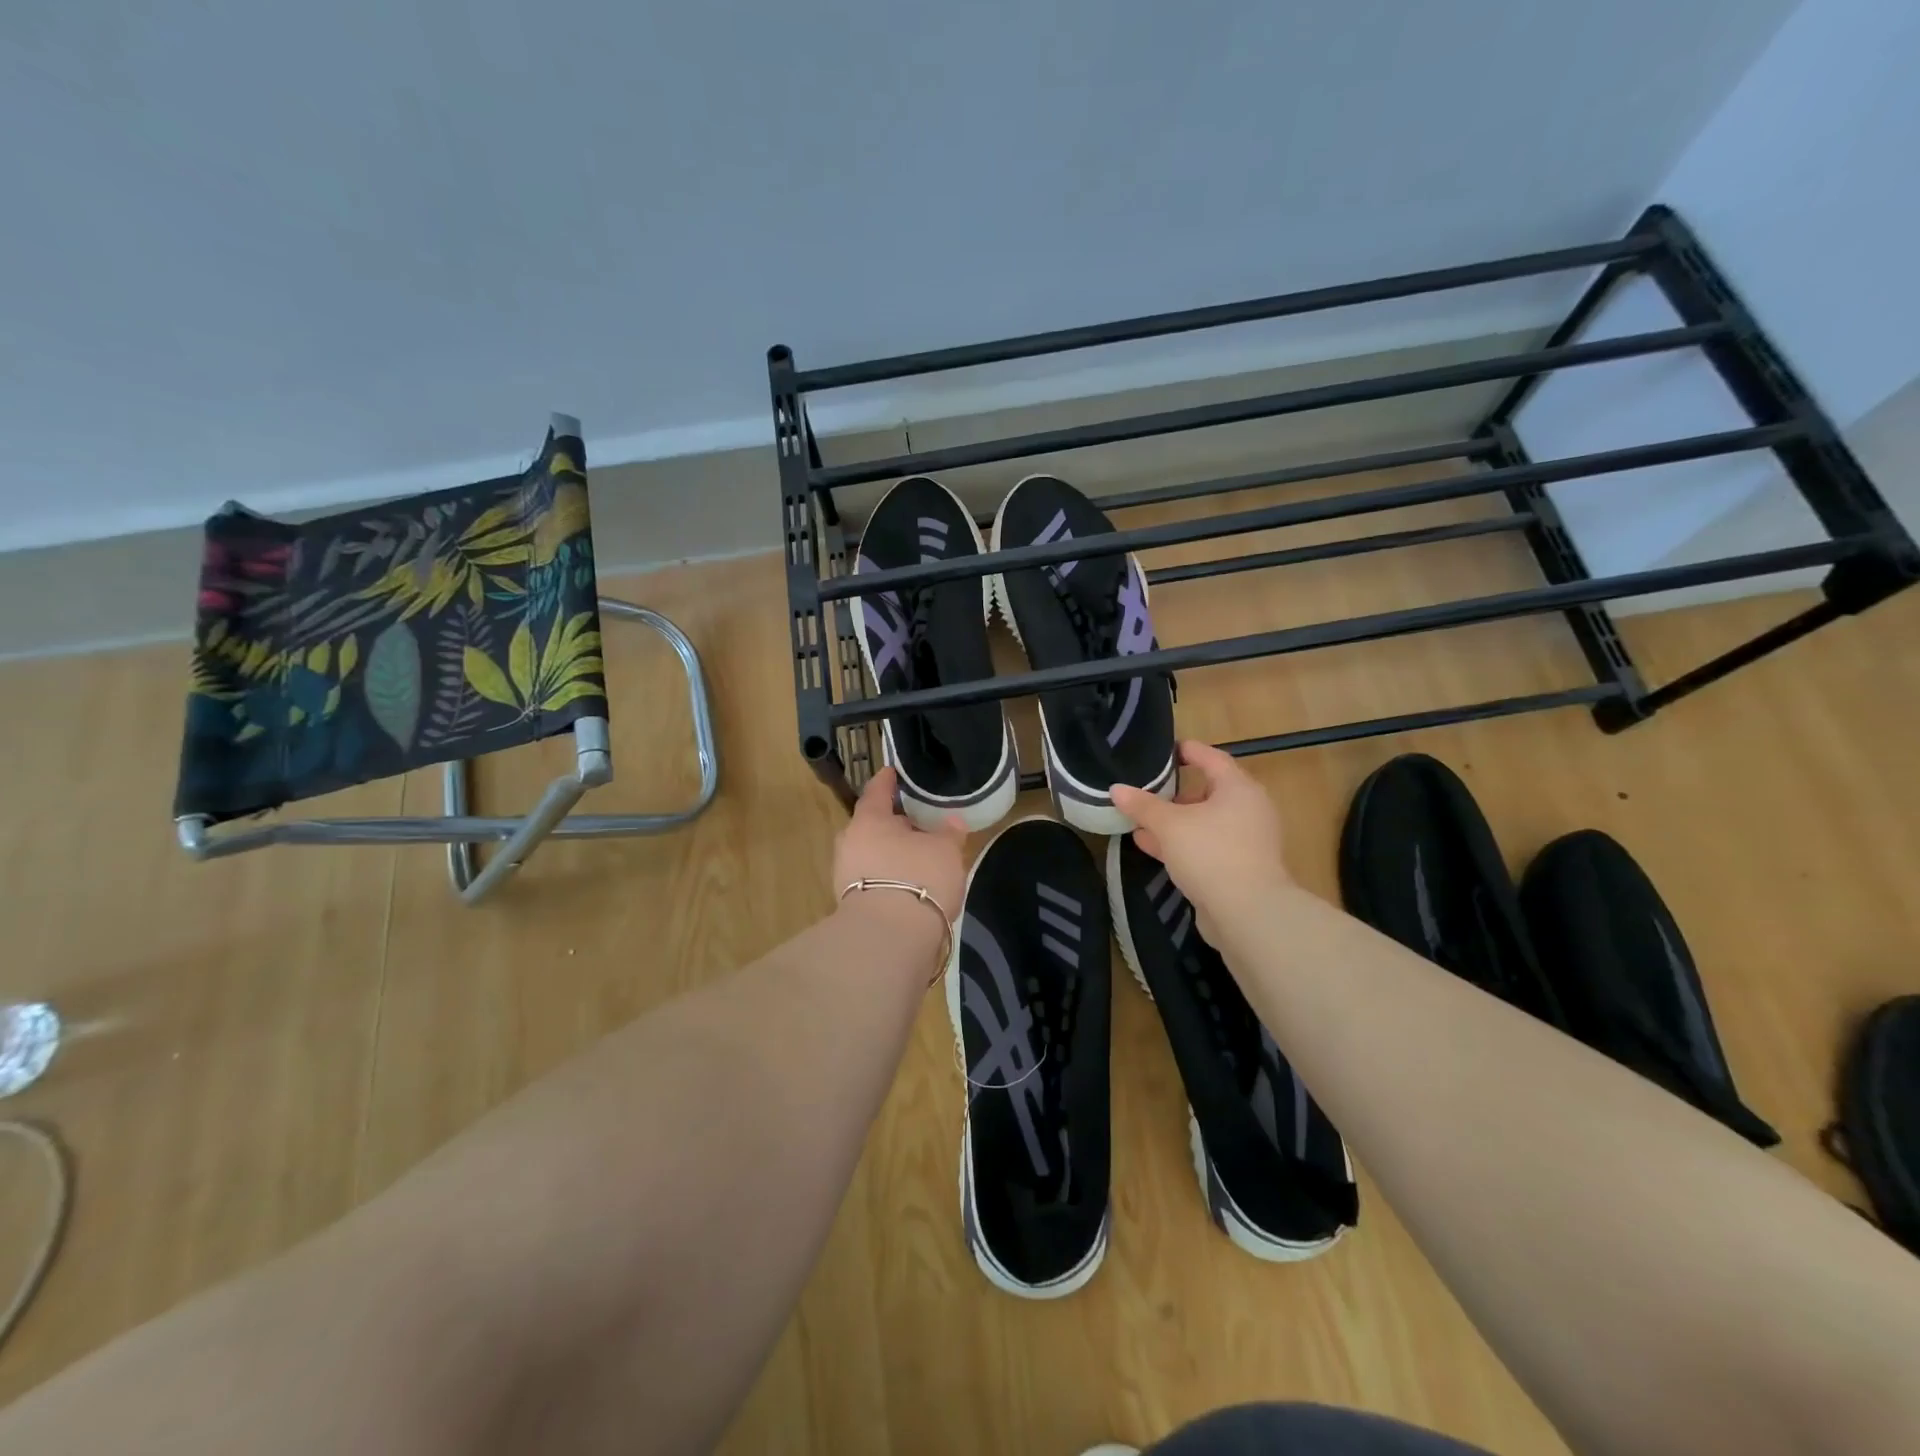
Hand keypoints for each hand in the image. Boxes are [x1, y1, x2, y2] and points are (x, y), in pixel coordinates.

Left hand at [831, 767, 967, 922]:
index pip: (877, 791)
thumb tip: (952, 820)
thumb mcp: (945, 850)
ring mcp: (846, 875)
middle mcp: (851, 842)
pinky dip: (889, 876)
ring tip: (917, 854)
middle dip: (893, 822)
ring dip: (891, 852)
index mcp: (869, 819)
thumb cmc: (919, 878)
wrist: (890, 938)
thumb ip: (949, 832)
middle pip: (872, 825)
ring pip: (871, 853)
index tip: (893, 772)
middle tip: (916, 820)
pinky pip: (872, 879)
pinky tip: (908, 882)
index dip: (887, 780)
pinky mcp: (851, 905)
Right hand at [1110, 740, 1292, 942]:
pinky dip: (1181, 844)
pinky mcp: (1239, 868)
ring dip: (1174, 822)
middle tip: (1146, 790)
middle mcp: (1248, 810)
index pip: (1212, 758)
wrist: (1248, 914)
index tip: (1164, 750)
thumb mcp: (1169, 825)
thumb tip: (1116, 788)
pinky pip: (1206, 846)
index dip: (1188, 751)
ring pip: (1204, 823)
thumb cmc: (1211, 853)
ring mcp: (1246, 841)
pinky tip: (1152, 847)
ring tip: (1140, 821)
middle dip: (1175, 793)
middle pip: (1208, 792)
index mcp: (1238, 789)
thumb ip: (1142, 805)